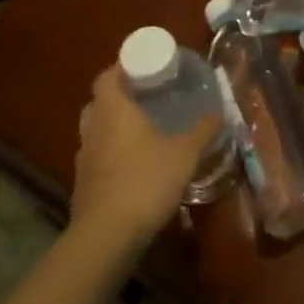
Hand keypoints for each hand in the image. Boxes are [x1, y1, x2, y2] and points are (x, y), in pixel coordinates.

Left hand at [70, 65, 221, 255]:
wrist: (107, 236)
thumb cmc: (146, 180)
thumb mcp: (185, 153)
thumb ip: (204, 129)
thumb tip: (220, 109)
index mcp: (113, 109)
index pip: (107, 75)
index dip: (123, 67)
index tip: (145, 67)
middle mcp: (93, 127)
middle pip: (100, 101)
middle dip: (120, 96)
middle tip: (147, 96)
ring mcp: (84, 157)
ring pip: (96, 130)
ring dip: (114, 126)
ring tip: (142, 130)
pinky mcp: (83, 184)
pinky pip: (97, 157)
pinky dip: (112, 154)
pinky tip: (134, 165)